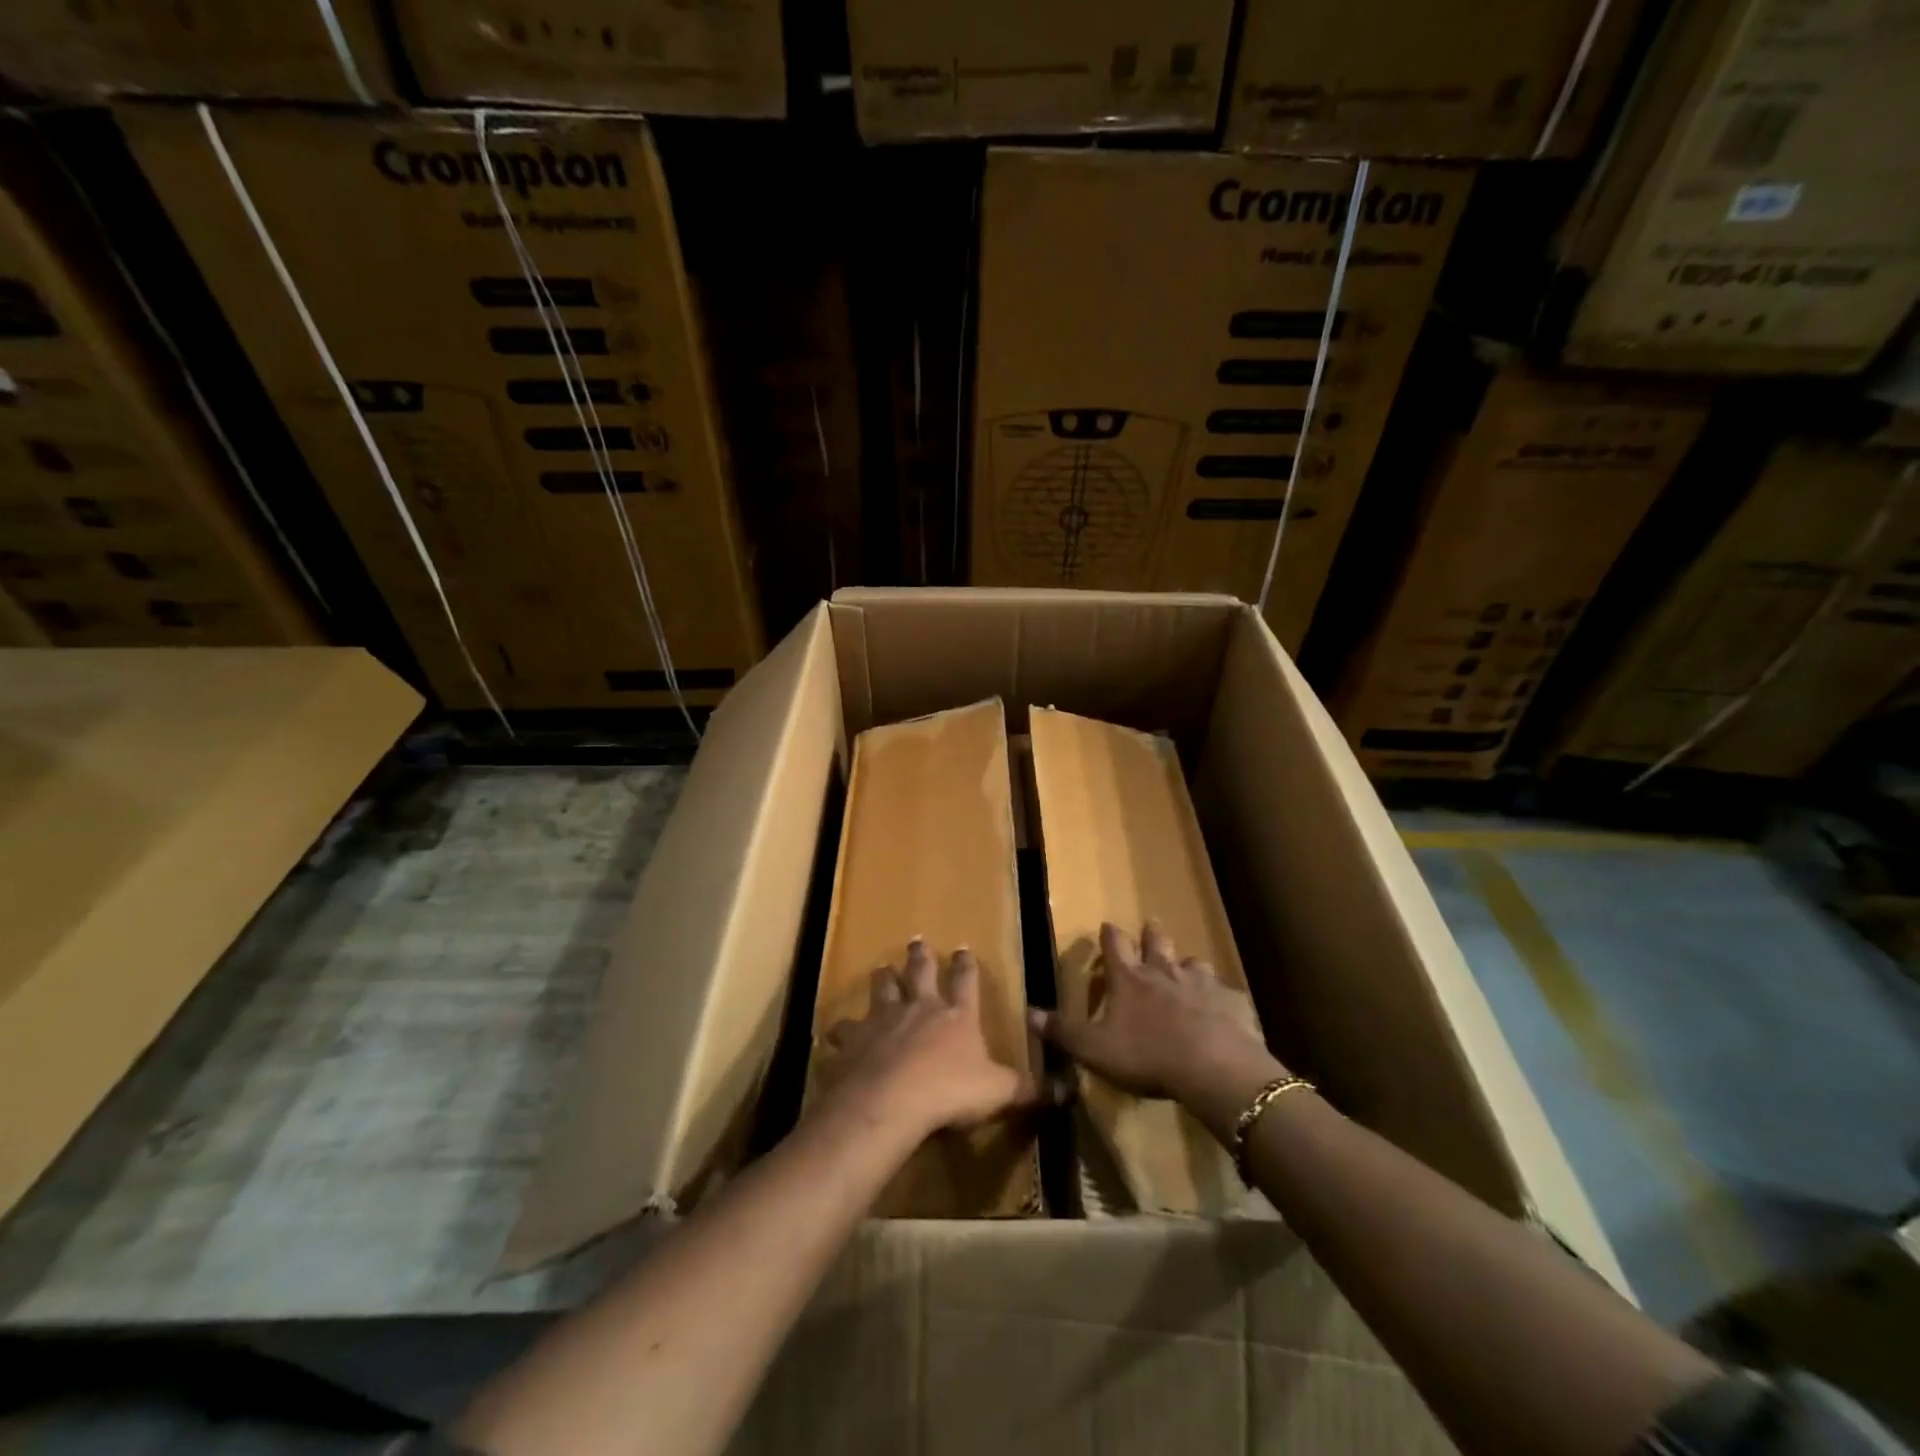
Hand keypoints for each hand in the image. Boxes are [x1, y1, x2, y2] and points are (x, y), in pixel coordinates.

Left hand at [816, 939, 1031, 1141]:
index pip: (966, 982)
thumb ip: (1028, 1089)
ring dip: (883, 978)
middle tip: (917, 940)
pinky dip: (842, 1028)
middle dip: (921, 956)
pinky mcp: (855, 1038)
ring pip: (883, 988)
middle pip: (920, 972)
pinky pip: (845, 1028)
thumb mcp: (998, 1092)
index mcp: (957, 1015)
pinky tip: (836, 1030)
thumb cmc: (950, 1092)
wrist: (891, 1100)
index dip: (966, 966)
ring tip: (882, 967)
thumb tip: (1065, 1090)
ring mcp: (884, 1019)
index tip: (963, 948)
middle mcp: (920, 1007)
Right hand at [1029, 921, 1276, 1109]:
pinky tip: (1222, 1005)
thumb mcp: (1094, 1049)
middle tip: (1150, 924)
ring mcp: (1200, 984)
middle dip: (1151, 933)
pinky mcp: (1230, 1002)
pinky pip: (1225, 993)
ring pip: (1193, 963)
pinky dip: (1220, 996)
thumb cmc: (1146, 1055)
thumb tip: (1029, 1012)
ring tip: (1186, 966)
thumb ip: (1063, 1031)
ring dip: (1186, 964)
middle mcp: (1164, 972)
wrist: (1212, 1066)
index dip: (1109, 935)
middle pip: (1157, 942)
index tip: (1107, 924)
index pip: (1114, 946)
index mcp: (1129, 979)